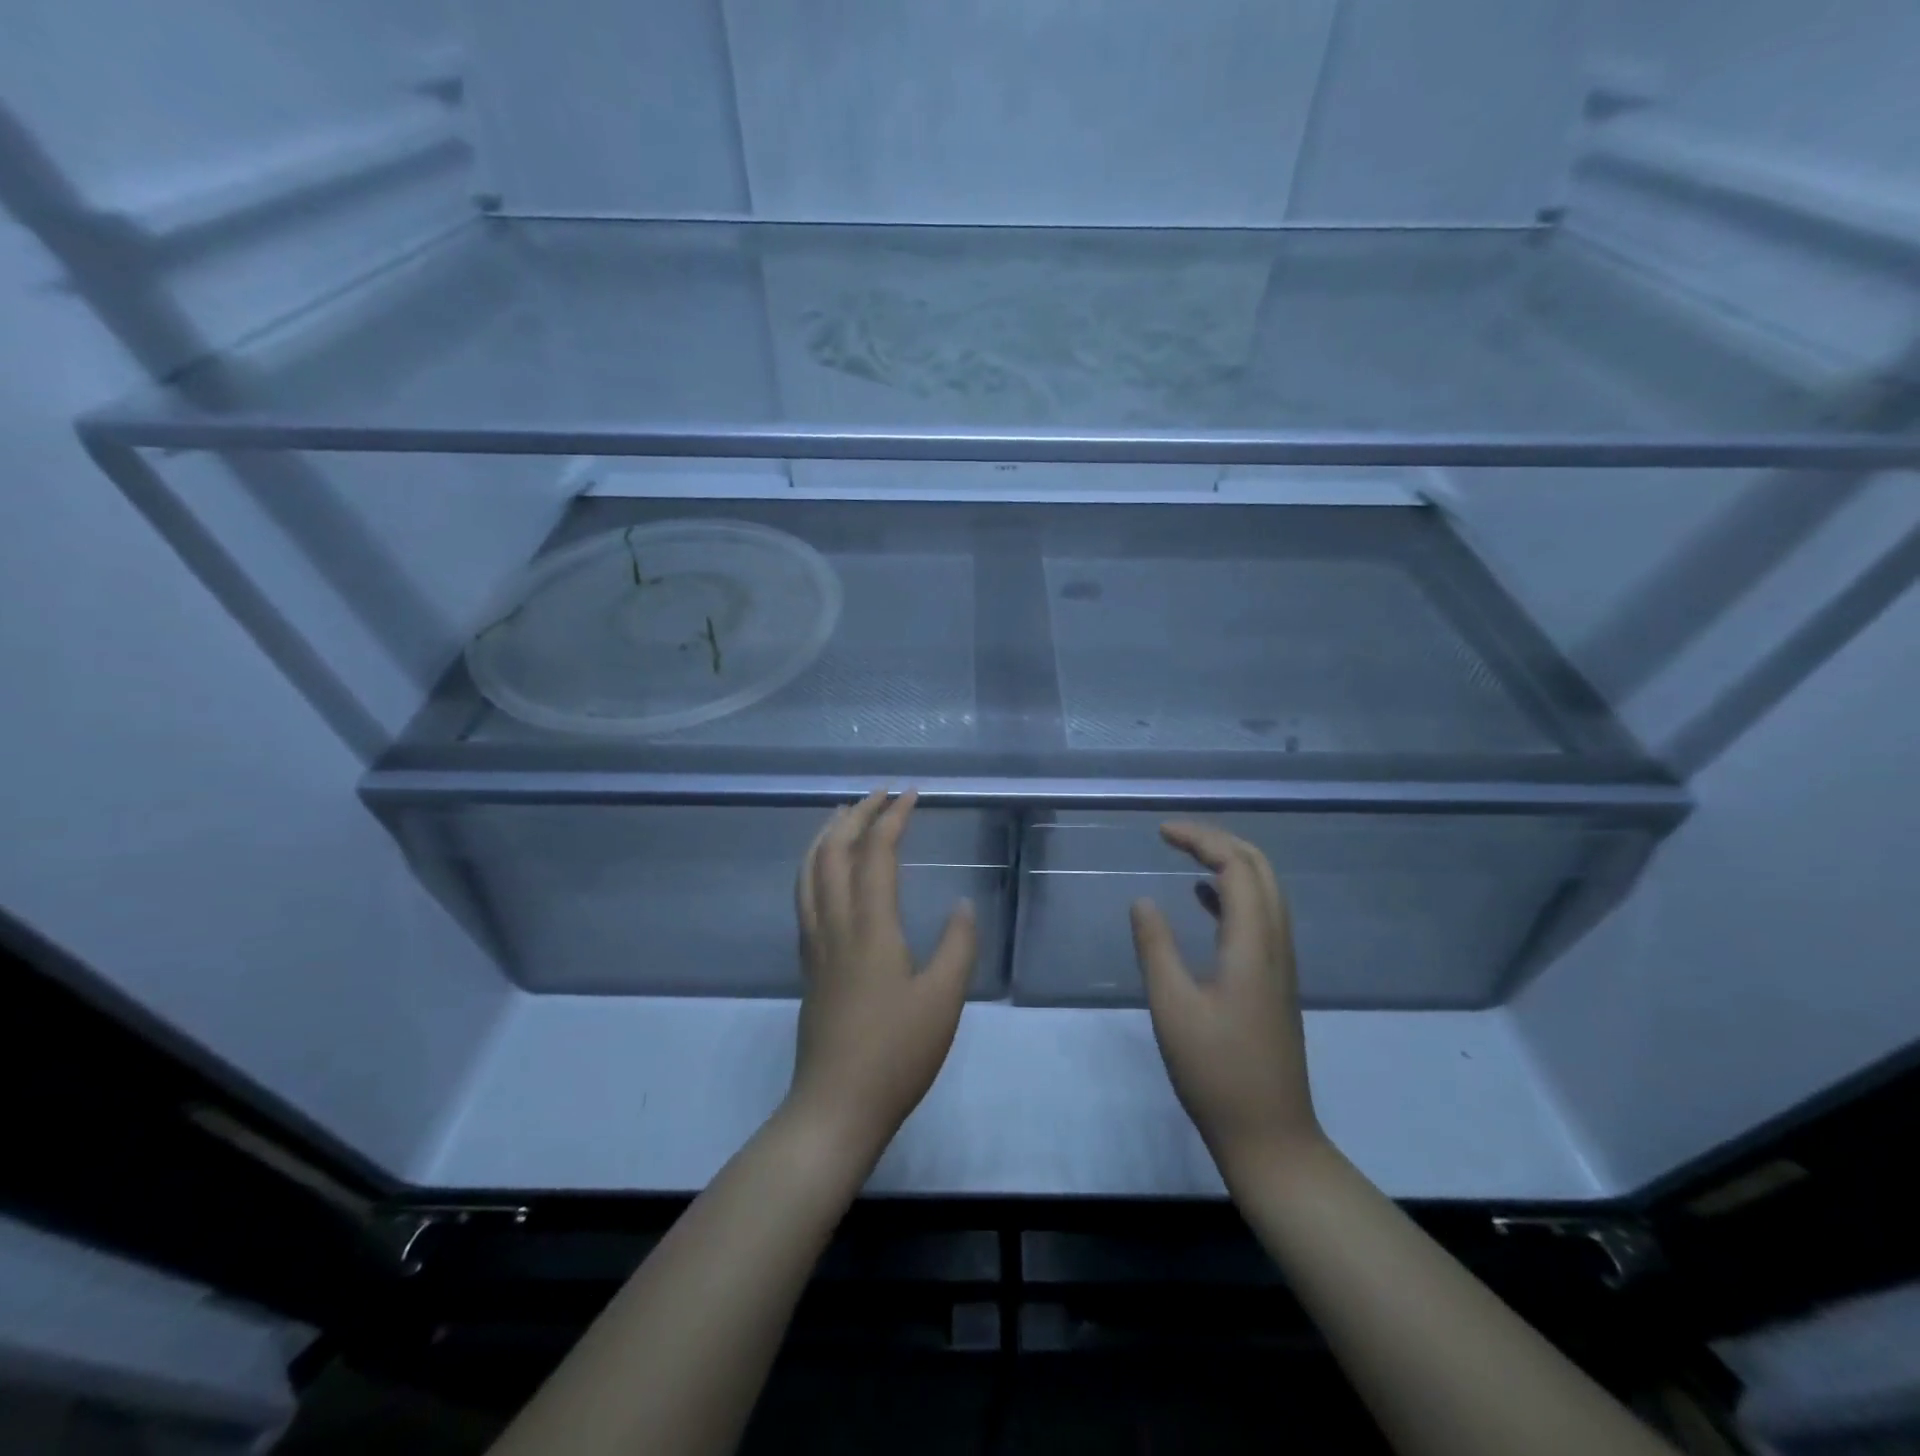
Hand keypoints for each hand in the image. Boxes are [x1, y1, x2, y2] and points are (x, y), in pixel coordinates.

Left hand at [788, 789, 977, 1164]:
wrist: (836, 1106)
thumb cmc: (897, 1053)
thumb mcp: (944, 999)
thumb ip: (958, 945)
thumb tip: (961, 904)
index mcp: (871, 927)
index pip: (876, 853)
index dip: (892, 817)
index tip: (911, 794)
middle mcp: (835, 925)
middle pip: (834, 853)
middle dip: (855, 815)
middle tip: (878, 794)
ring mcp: (815, 945)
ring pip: (809, 872)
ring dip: (826, 835)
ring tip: (842, 815)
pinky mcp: (809, 965)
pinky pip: (804, 897)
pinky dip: (814, 866)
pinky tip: (826, 872)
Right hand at [1130, 822, 1322, 1181]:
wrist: (1270, 1135)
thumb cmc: (1216, 1072)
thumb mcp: (1172, 1007)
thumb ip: (1155, 947)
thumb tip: (1142, 899)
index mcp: (1253, 944)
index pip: (1236, 866)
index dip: (1201, 839)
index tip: (1160, 832)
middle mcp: (1275, 944)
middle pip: (1259, 869)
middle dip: (1219, 841)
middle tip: (1175, 835)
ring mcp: (1280, 963)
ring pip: (1264, 892)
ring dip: (1229, 863)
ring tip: (1185, 854)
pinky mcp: (1274, 981)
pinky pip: (1259, 917)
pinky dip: (1231, 894)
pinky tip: (1202, 899)